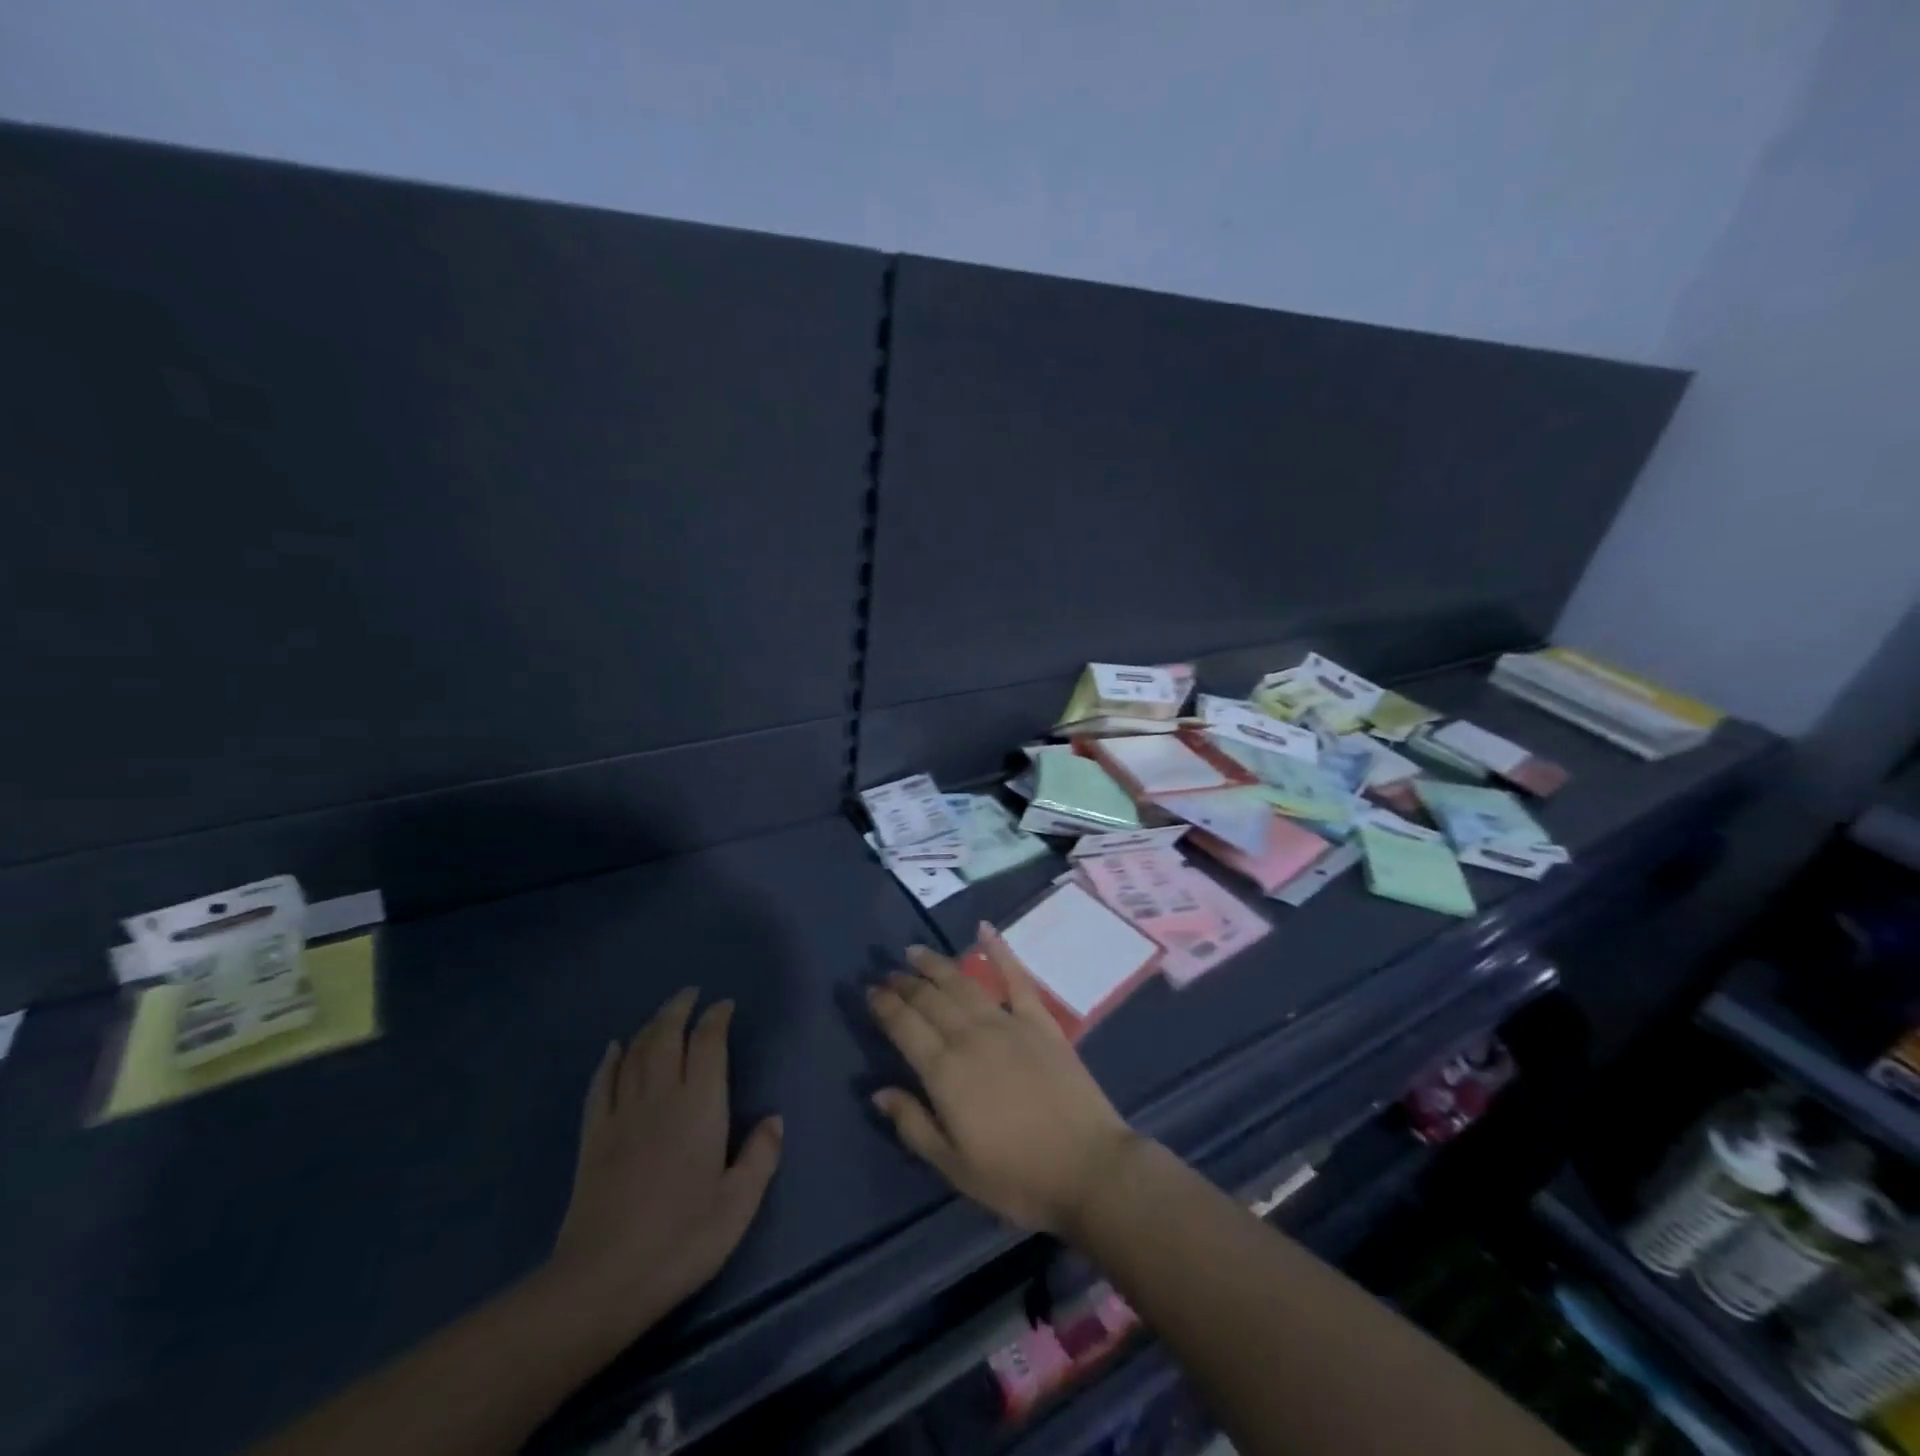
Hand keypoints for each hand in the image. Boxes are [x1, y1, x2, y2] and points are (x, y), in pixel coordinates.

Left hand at [548, 989, 782, 1342]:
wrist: (603, 1280)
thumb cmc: (682, 1240)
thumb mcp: (738, 1205)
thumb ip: (760, 1157)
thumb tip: (775, 1119)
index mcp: (700, 1107)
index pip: (708, 1044)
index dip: (716, 1018)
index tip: (725, 1005)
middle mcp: (660, 1097)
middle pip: (667, 1036)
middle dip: (680, 1009)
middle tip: (691, 993)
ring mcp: (621, 1115)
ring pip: (635, 1053)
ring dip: (650, 1026)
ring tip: (663, 1013)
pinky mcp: (592, 1138)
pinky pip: (601, 1085)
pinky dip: (609, 1061)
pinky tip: (613, 1049)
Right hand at [867, 926, 1138, 1235]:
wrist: (1088, 1168)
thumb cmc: (1016, 1177)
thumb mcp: (954, 1166)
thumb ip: (913, 1124)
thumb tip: (878, 1091)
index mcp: (945, 1072)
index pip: (905, 1026)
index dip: (884, 1006)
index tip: (869, 991)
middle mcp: (971, 1036)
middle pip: (930, 1000)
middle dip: (905, 983)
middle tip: (887, 973)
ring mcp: (1008, 1023)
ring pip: (963, 983)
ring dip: (936, 965)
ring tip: (916, 952)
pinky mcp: (1040, 1020)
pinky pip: (1016, 977)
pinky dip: (999, 951)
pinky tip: (984, 930)